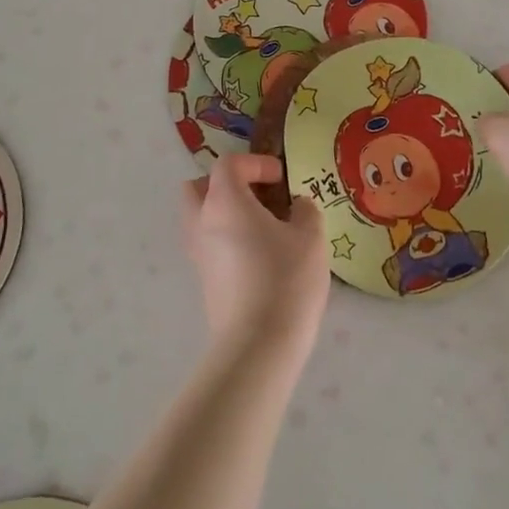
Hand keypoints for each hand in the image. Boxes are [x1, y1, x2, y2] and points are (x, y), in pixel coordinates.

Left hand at [180, 155, 329, 356]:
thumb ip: (305, 211)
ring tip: (262, 227)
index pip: (228, 164)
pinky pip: (209, 244)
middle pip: (199, 188)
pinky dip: (227, 239)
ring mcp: (199, 254)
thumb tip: (297, 205)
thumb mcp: (310, 237)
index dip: (256, 163)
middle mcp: (202, 222)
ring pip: (200, 218)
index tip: (282, 179)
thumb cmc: (285, 279)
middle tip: (258, 197)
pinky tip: (259, 255)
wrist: (258, 345)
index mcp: (224, 202)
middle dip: (227, 185)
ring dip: (225, 213)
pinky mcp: (204, 281)